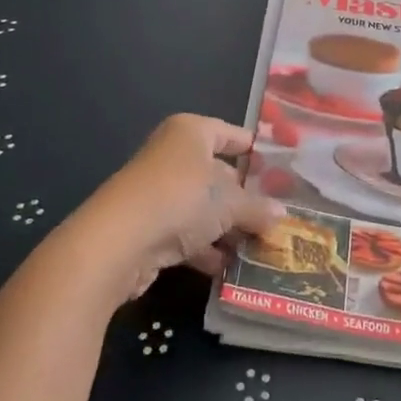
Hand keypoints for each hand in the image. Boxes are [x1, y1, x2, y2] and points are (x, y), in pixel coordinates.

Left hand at [76, 114, 285, 298]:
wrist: (118, 242)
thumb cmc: (182, 199)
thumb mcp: (230, 203)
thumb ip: (257, 208)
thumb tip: (281, 215)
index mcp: (191, 132)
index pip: (231, 134)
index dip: (256, 152)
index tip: (282, 171)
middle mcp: (173, 155)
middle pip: (218, 173)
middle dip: (245, 198)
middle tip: (276, 217)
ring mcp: (157, 191)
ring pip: (202, 207)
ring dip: (227, 228)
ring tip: (260, 248)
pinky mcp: (147, 226)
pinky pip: (185, 233)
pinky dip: (205, 248)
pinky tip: (228, 268)